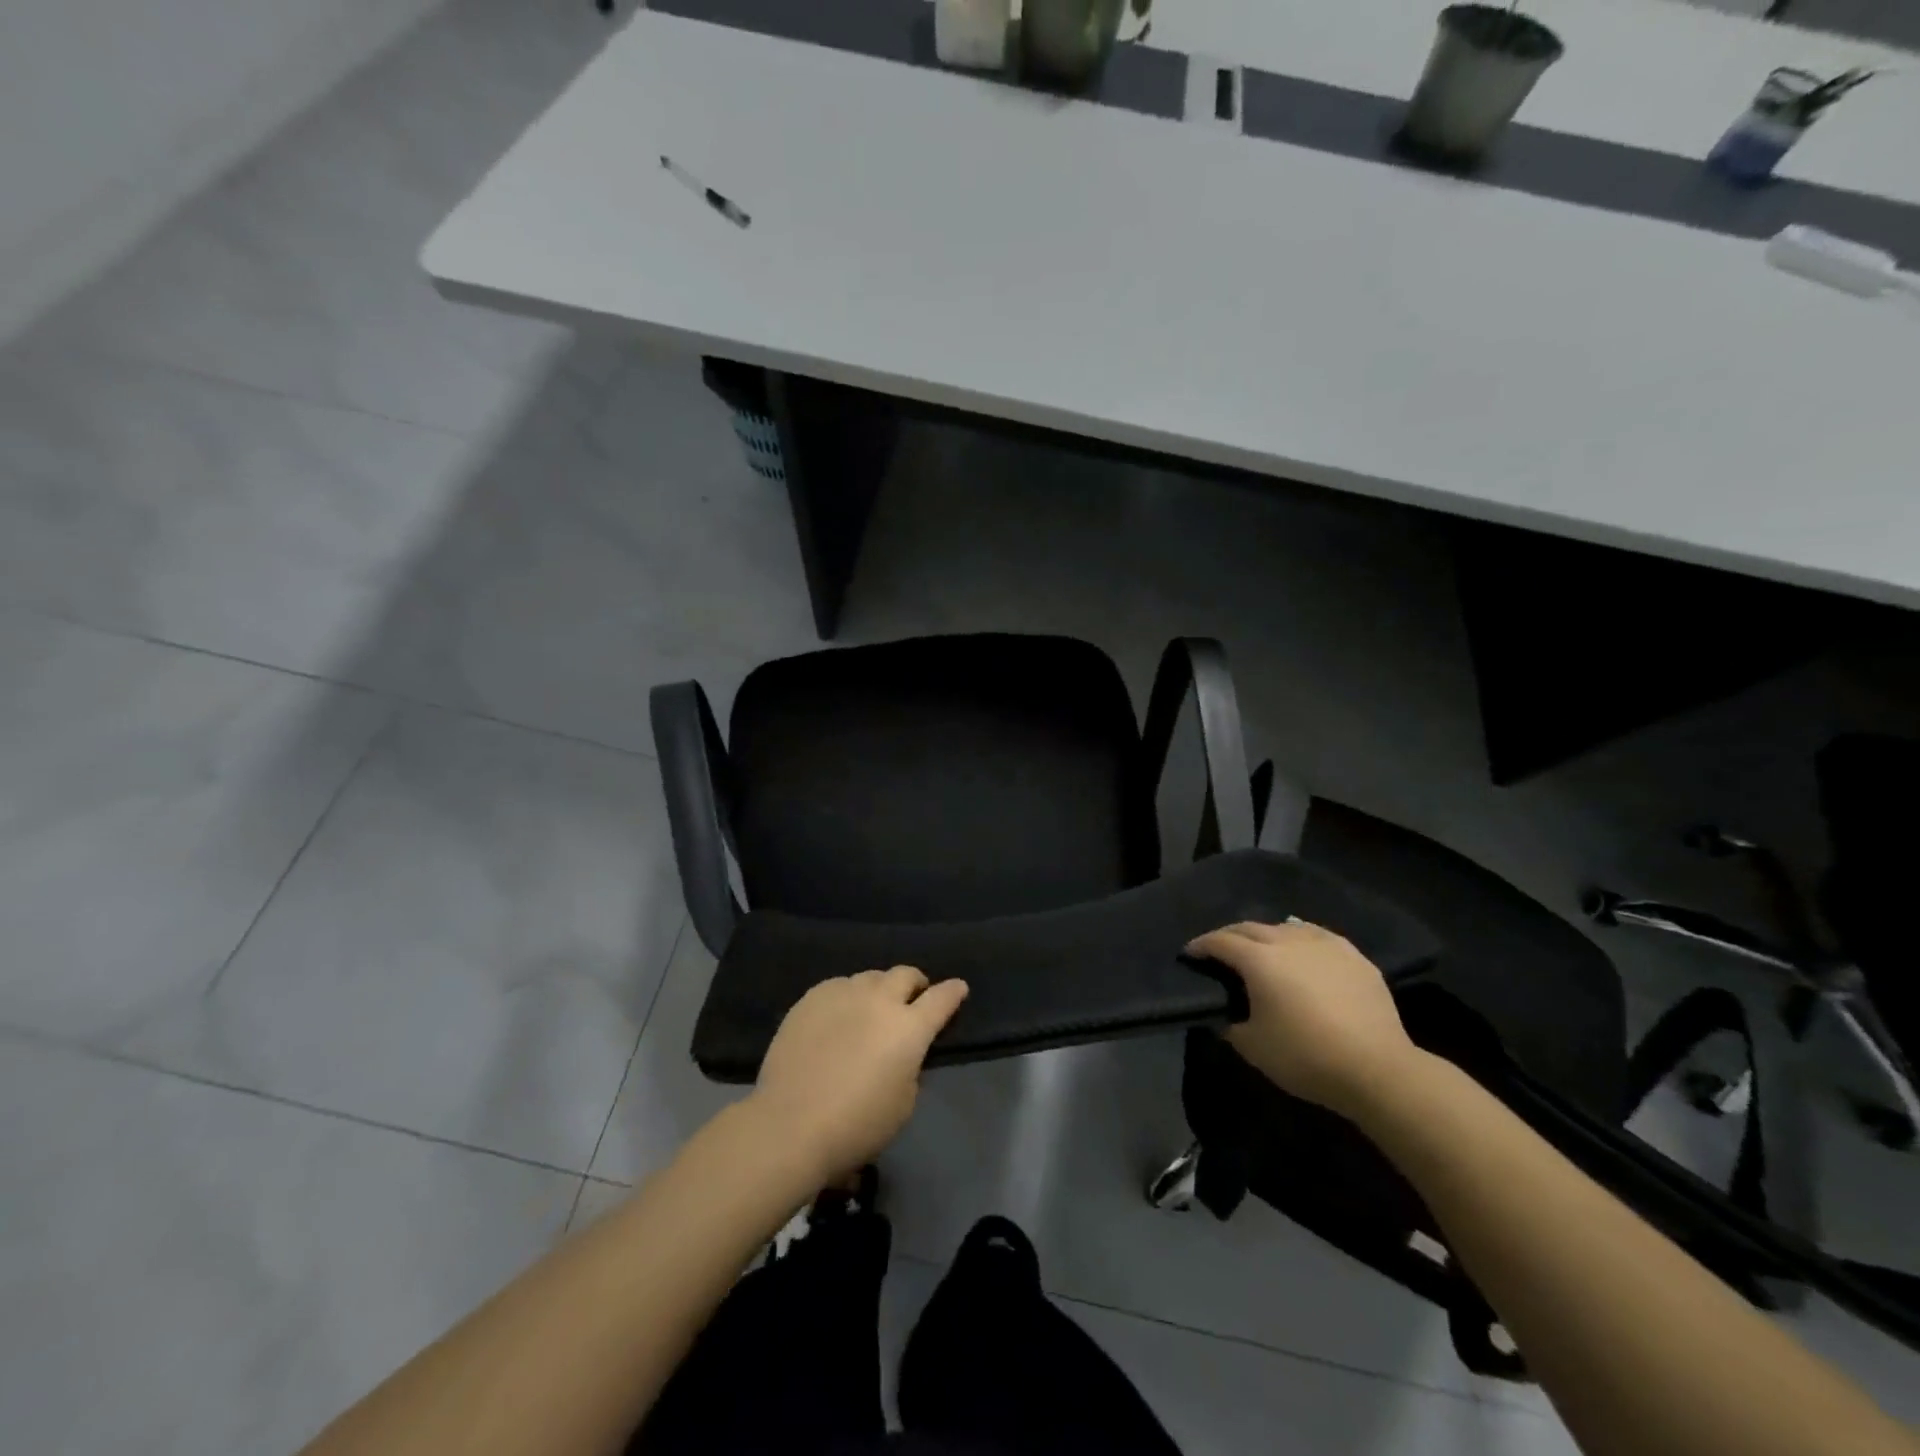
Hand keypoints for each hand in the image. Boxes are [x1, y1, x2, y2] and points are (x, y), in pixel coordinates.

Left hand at [751, 966, 968, 1184]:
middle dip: (915, 984)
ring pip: (870, 977)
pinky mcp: (812, 998)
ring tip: (871, 1009)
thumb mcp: (903, 1103)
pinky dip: (847, 996)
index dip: (953, 992)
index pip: (942, 998)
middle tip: (913, 999)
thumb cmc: (857, 1125)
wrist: (790, 1124)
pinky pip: (838, 986)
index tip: (959, 989)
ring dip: (879, 990)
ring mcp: (843, 993)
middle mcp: (880, 1000)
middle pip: (905, 975)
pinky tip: (838, 1016)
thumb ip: (910, 1067)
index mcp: (910, 1028)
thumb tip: (900, 1052)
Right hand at [1186, 919, 1420, 1119]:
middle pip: (1249, 927)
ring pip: (1284, 927)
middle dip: (1229, 935)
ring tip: (1262, 950)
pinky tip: (1302, 950)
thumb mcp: (1253, 1048)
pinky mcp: (1353, 955)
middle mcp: (1288, 941)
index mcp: (1259, 960)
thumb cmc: (1306, 1057)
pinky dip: (1300, 938)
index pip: (1220, 941)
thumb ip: (1230, 1025)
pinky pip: (1317, 935)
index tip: (1190, 953)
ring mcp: (1324, 944)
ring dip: (1266, 935)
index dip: (1201, 945)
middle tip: (1220, 950)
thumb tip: (1222, 1015)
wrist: (1378, 1069)